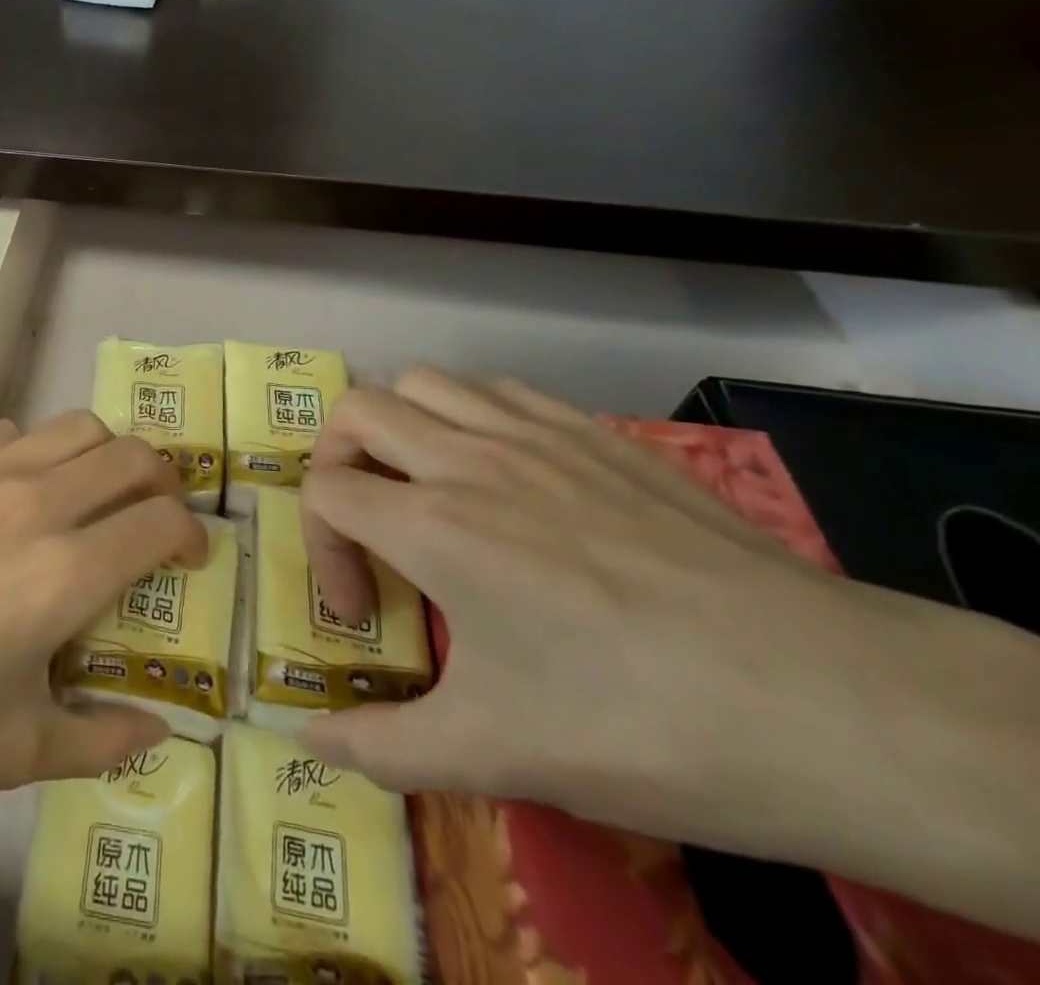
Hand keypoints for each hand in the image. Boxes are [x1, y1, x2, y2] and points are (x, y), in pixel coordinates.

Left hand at [0, 412, 204, 808]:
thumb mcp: (10, 751)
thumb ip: (98, 739)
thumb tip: (155, 728)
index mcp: (66, 569)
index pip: (163, 521)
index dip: (191, 536)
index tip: (189, 559)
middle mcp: (37, 500)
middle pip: (133, 455)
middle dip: (162, 482)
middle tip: (152, 516)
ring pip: (76, 427)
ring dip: (103, 456)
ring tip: (89, 494)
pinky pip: (9, 432)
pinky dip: (33, 452)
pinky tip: (8, 491)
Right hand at [297, 369, 915, 849]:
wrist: (831, 705)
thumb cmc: (641, 727)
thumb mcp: (496, 755)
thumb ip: (383, 746)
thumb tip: (306, 740)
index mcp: (434, 525)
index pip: (324, 493)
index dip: (321, 549)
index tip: (363, 612)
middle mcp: (469, 459)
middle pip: (356, 411)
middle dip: (336, 461)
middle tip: (366, 523)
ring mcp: (537, 435)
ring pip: (425, 383)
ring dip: (400, 425)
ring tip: (424, 486)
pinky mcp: (597, 433)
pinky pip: (500, 389)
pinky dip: (470, 414)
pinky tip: (501, 470)